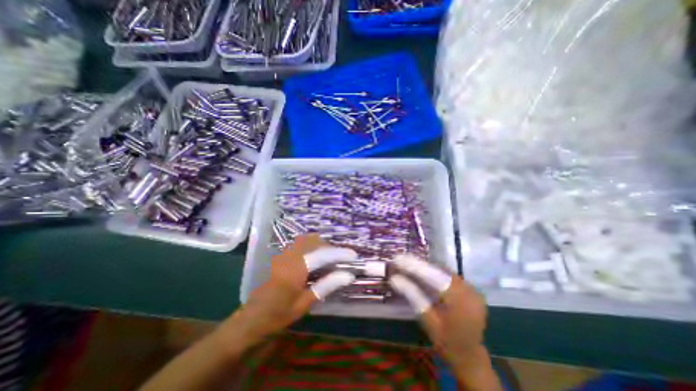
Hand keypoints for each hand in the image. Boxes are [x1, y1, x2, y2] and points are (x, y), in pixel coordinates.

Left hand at [218, 233, 358, 349]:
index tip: (353, 255)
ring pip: (307, 240)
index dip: (339, 253)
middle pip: (315, 241)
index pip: (323, 254)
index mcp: (296, 269)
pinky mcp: (281, 256)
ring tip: (331, 258)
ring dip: (322, 245)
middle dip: (331, 247)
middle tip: (341, 259)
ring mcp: (284, 254)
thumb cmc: (278, 315)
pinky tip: (316, 259)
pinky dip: (312, 246)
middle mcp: (290, 256)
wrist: (251, 319)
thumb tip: (348, 275)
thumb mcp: (304, 304)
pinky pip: (301, 244)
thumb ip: (326, 286)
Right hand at [390, 255, 496, 389]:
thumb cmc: (447, 342)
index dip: (414, 266)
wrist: (469, 357)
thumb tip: (394, 278)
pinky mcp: (469, 288)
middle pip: (438, 271)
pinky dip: (433, 273)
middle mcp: (469, 290)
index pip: (434, 276)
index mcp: (461, 300)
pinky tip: (420, 271)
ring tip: (406, 263)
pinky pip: (448, 276)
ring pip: (443, 271)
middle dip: (418, 264)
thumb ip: (413, 295)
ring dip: (424, 267)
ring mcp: (471, 288)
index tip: (398, 259)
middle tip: (399, 260)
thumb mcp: (428, 320)